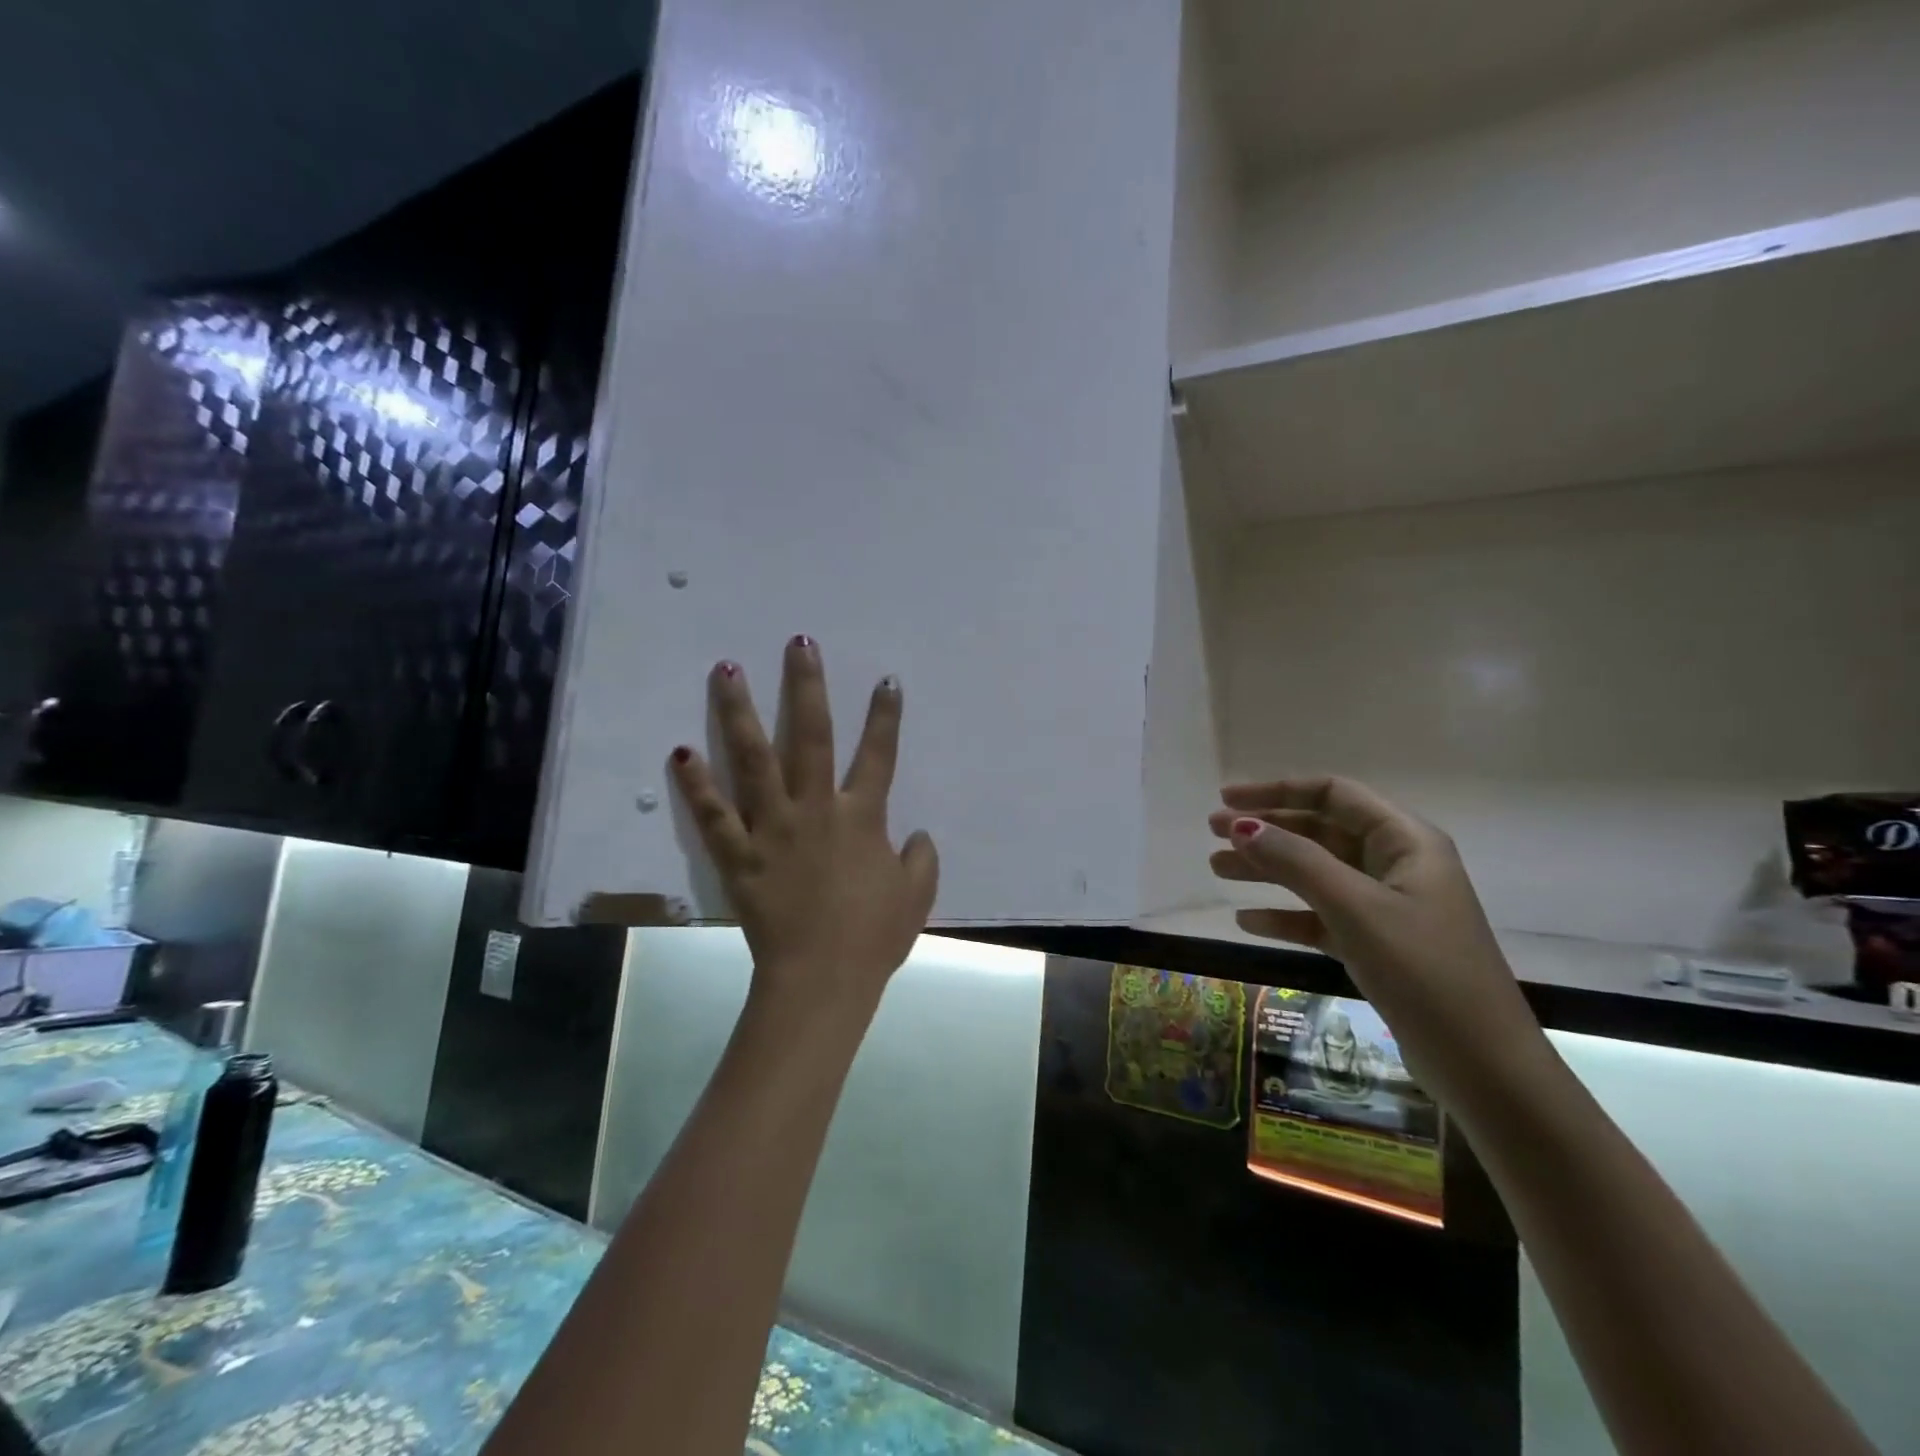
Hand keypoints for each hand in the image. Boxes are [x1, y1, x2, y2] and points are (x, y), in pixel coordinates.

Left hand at [669, 636, 937, 1015]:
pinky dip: (696, 784)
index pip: (879, 754)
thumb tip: (916, 833)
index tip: (886, 679)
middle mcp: (816, 809)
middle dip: (807, 687)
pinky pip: (714, 814)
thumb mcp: (916, 896)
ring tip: (726, 670)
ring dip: (741, 712)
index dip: (885, 716)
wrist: (821, 980)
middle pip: (812, 736)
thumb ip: (921, 859)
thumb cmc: (873, 937)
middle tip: (798, 644)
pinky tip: (681, 750)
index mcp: (862, 817)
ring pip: (754, 760)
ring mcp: (773, 828)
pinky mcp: (739, 854)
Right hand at [1208, 777, 1548, 1113]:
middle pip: (1319, 831)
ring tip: (1217, 869)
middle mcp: (1396, 864)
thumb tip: (1241, 826)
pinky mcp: (1377, 944)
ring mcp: (1387, 906)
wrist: (1483, 1066)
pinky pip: (1321, 916)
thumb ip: (1296, 861)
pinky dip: (1285, 915)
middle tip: (1212, 834)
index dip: (1276, 791)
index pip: (1332, 794)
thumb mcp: (1355, 908)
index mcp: (1405, 841)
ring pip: (1315, 873)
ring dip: (1267, 869)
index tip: (1226, 799)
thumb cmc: (1423, 971)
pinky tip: (1246, 922)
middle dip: (1266, 830)